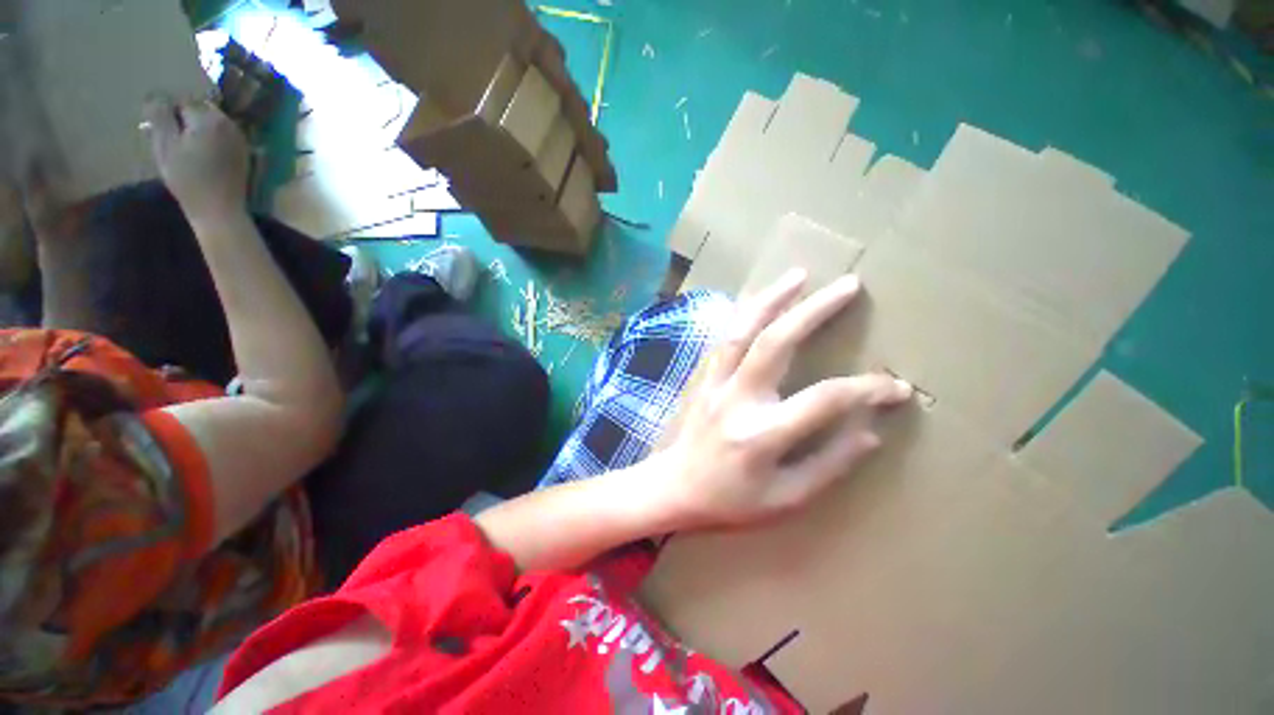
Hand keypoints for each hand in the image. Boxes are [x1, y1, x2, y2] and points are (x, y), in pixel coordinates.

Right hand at [142, 96, 249, 224]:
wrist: (219, 208)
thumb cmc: (188, 178)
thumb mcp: (165, 146)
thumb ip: (160, 117)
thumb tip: (156, 96)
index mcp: (209, 118)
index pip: (183, 101)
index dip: (169, 114)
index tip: (162, 132)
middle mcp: (229, 123)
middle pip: (200, 109)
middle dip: (185, 120)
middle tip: (174, 142)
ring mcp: (239, 138)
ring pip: (211, 122)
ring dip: (197, 129)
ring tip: (187, 151)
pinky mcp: (243, 152)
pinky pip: (222, 136)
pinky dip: (210, 140)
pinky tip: (202, 157)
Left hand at [655, 270, 911, 527]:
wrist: (675, 487)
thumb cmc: (730, 501)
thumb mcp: (786, 499)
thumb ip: (829, 464)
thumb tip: (870, 432)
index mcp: (762, 435)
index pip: (825, 400)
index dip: (866, 389)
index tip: (896, 387)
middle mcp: (738, 400)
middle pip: (776, 343)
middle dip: (814, 310)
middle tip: (848, 285)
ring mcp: (717, 384)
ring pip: (743, 331)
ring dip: (771, 299)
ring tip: (798, 275)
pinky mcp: (706, 379)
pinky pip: (726, 340)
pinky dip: (745, 316)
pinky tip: (761, 302)